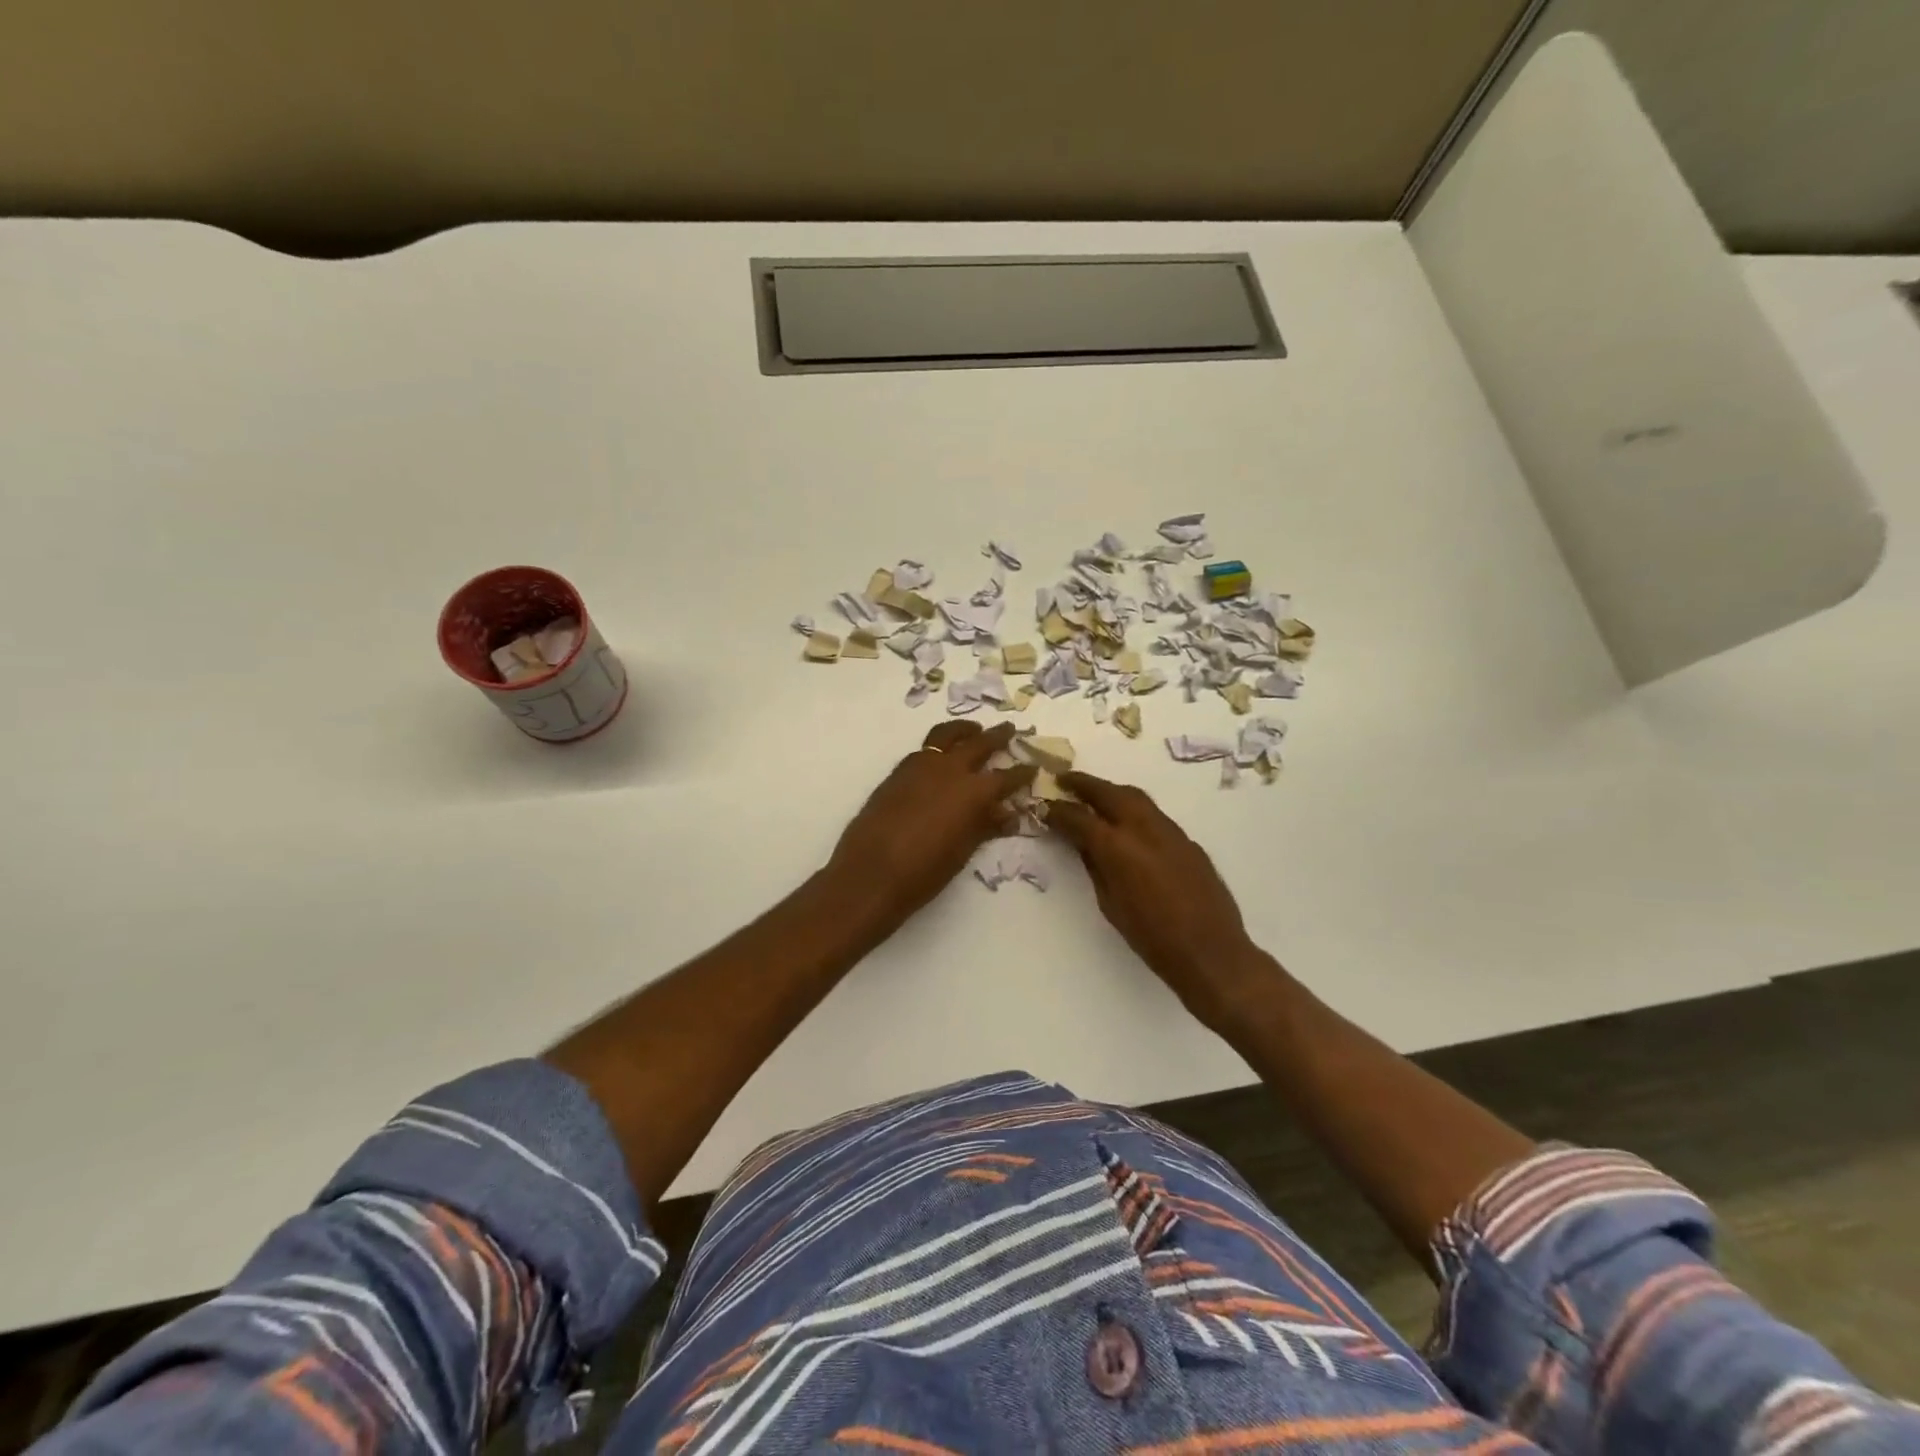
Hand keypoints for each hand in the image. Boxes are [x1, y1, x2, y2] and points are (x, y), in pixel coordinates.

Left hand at [828, 721, 1035, 923]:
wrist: (870, 873)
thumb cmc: (924, 872)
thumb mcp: (963, 851)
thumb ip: (986, 826)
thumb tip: (1008, 814)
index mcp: (973, 792)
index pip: (1006, 777)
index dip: (1022, 773)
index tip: (1032, 767)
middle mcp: (950, 769)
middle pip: (980, 743)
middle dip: (998, 736)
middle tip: (1009, 730)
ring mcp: (921, 766)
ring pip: (947, 735)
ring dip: (965, 730)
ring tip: (974, 730)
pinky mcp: (899, 771)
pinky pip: (925, 749)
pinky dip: (939, 746)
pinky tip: (941, 756)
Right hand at [1049, 773, 1265, 1025]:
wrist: (1210, 953)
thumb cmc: (1150, 938)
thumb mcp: (1110, 904)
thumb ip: (1095, 867)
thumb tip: (1084, 845)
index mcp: (1117, 846)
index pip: (1079, 817)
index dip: (1058, 811)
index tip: (1043, 807)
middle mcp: (1143, 828)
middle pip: (1109, 793)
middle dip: (1085, 784)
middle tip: (1064, 781)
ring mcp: (1170, 831)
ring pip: (1136, 798)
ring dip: (1111, 792)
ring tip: (1094, 796)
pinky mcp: (1188, 842)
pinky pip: (1155, 816)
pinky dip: (1134, 811)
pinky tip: (1128, 825)